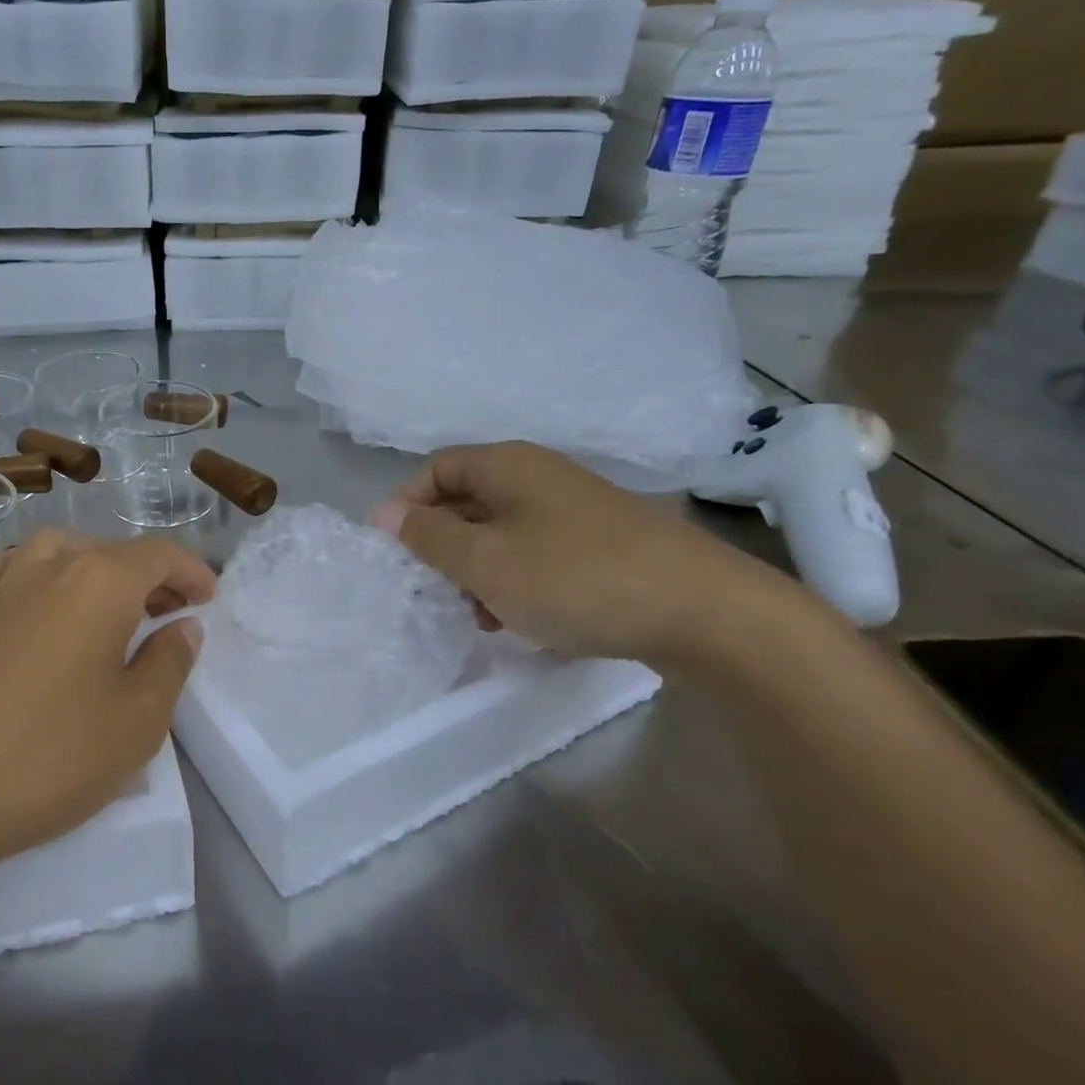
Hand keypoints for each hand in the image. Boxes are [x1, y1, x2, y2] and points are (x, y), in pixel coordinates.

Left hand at [0, 530, 213, 879]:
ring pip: (57, 550)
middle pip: (110, 551)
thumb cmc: (50, 755)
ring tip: (109, 602)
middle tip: (171, 612)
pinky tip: (35, 595)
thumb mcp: (137, 720)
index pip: (158, 555)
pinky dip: (33, 571)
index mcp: (100, 582)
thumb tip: (182, 626)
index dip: (190, 571)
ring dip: (93, 565)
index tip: (208, 598)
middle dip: (149, 575)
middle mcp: (49, 567)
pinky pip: (5, 570)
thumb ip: (169, 663)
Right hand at [371, 442, 791, 666]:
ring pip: (499, 533)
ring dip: (476, 570)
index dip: (407, 505)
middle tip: (433, 589)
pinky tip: (518, 619)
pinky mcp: (598, 544)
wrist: (701, 610)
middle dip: (441, 545)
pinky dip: (514, 581)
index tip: (396, 552)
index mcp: (507, 466)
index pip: (435, 469)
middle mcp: (538, 477)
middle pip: (467, 500)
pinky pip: (535, 554)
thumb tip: (383, 513)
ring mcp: (572, 510)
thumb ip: (428, 536)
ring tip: (477, 614)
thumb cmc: (573, 577)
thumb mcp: (484, 561)